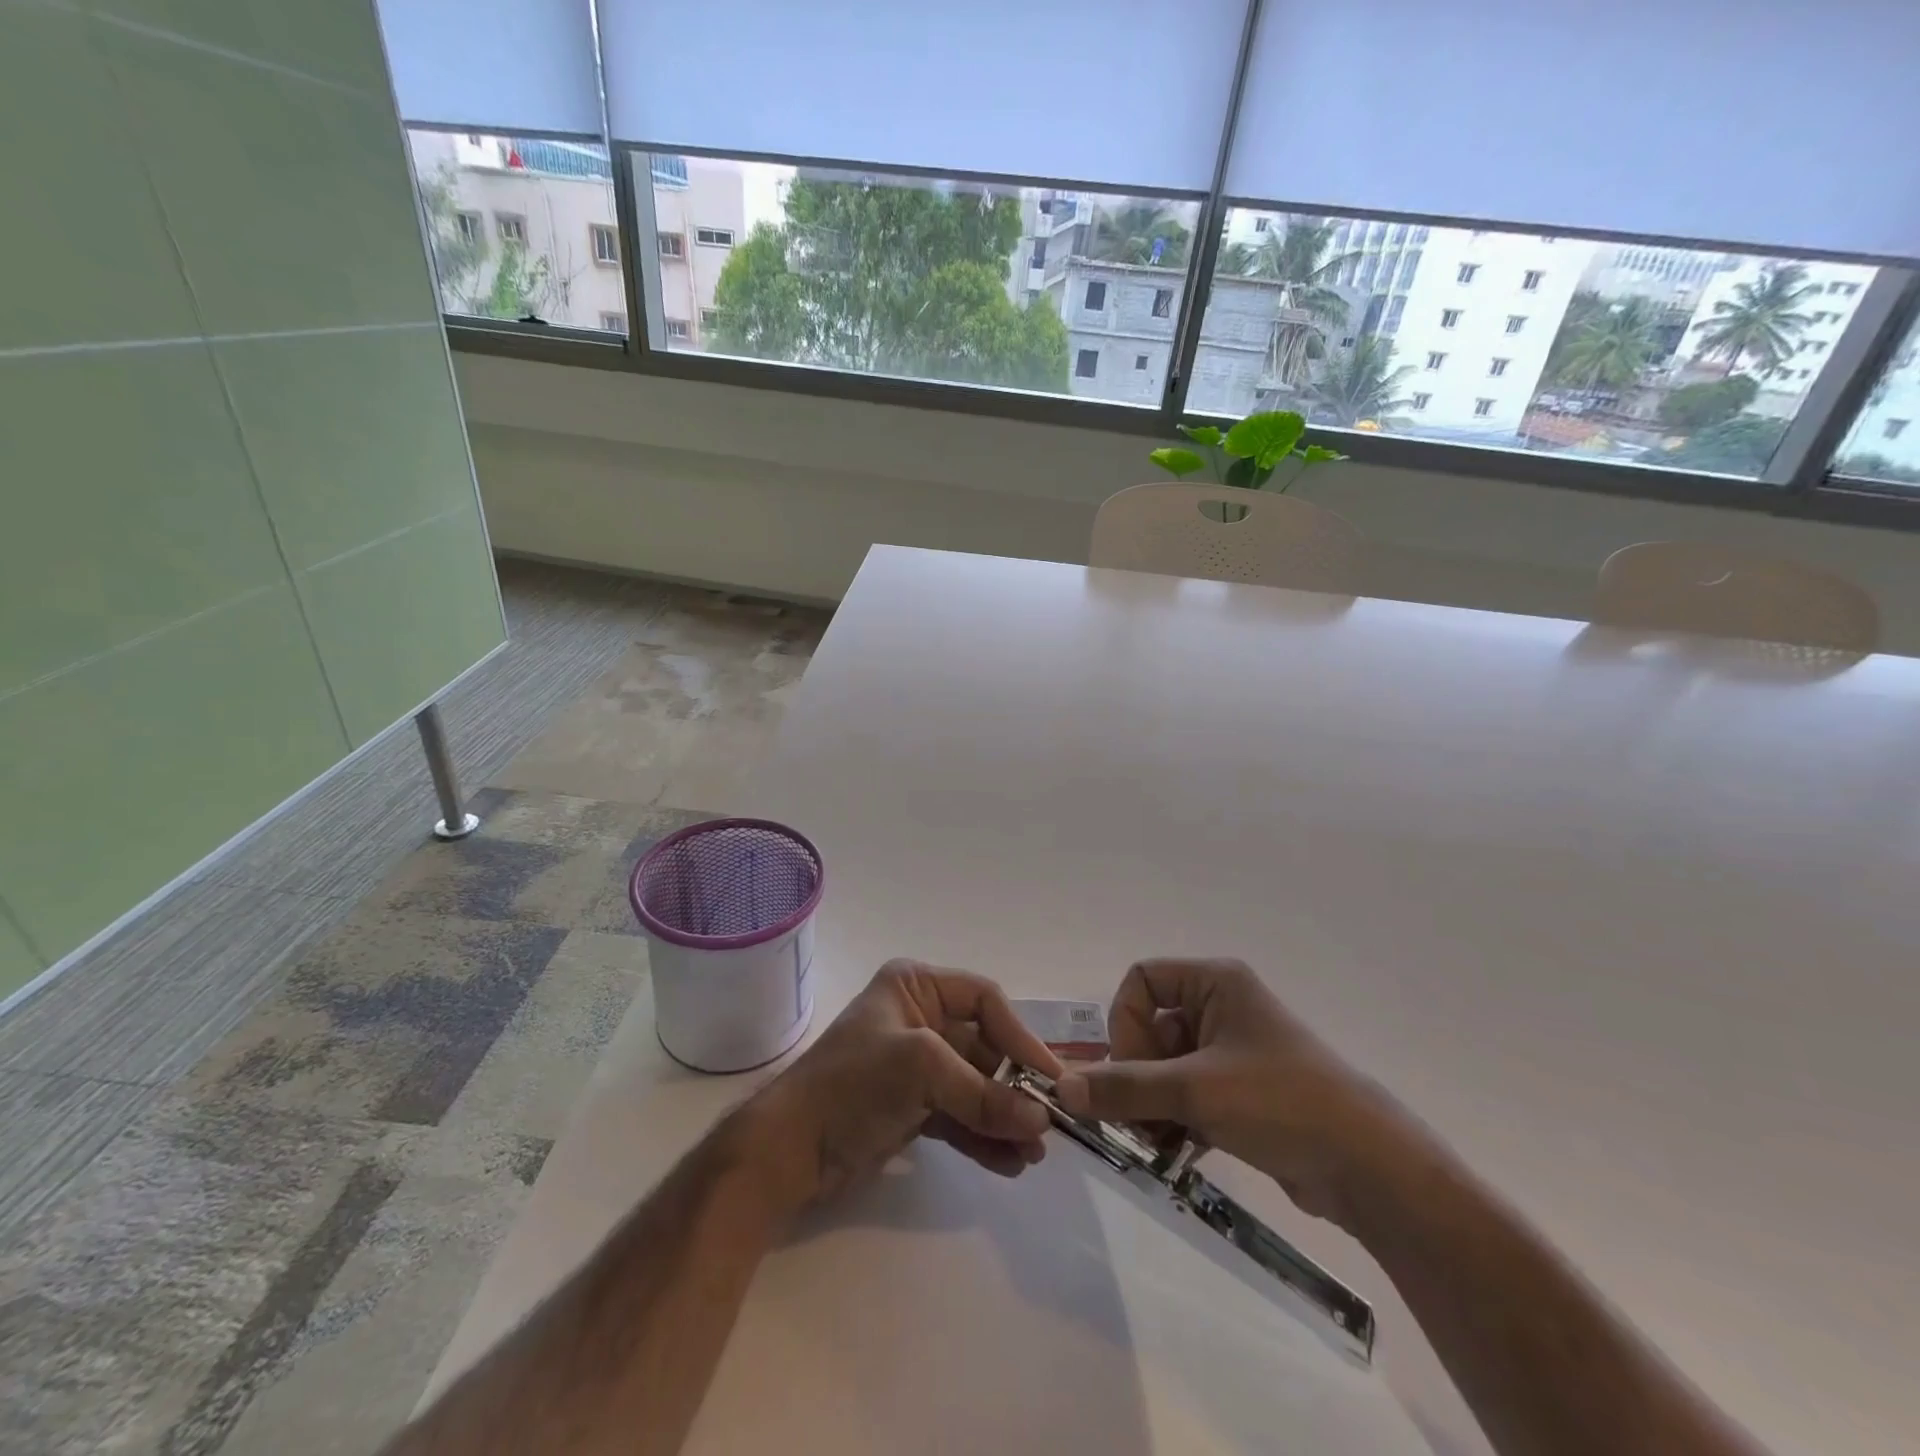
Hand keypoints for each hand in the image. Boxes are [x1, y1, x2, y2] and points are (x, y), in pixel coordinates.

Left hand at [749, 960, 1064, 1211]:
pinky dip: (983, 1137)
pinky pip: (959, 1116)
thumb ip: (983, 1095)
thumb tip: (1041, 1121)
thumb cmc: (853, 1083)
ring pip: (975, 1086)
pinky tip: (1009, 1164)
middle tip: (1047, 1125)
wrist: (788, 1150)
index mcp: (916, 986)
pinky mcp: (912, 1108)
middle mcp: (919, 1018)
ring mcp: (916, 1066)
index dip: (1019, 1036)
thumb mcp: (921, 1071)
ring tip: (1033, 1155)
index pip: (984, 1000)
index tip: (1049, 1077)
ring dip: (1003, 1117)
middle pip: (983, 1047)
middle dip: (1014, 1086)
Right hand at [1055, 958, 1406, 1230]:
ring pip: (1166, 1064)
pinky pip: (1188, 1091)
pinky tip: (1179, 1149)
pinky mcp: (1242, 1090)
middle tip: (1141, 1117)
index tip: (1134, 1069)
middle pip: (1150, 1026)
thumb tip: (1062, 1087)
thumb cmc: (1280, 1102)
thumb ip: (1124, 1088)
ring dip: (1153, 1101)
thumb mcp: (1195, 1091)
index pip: (1142, 981)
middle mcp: (1221, 1006)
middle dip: (1138, 1073)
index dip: (1126, 1023)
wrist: (1369, 1167)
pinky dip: (1175, 1116)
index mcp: (1215, 982)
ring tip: (1159, 1139)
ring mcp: (1233, 1050)